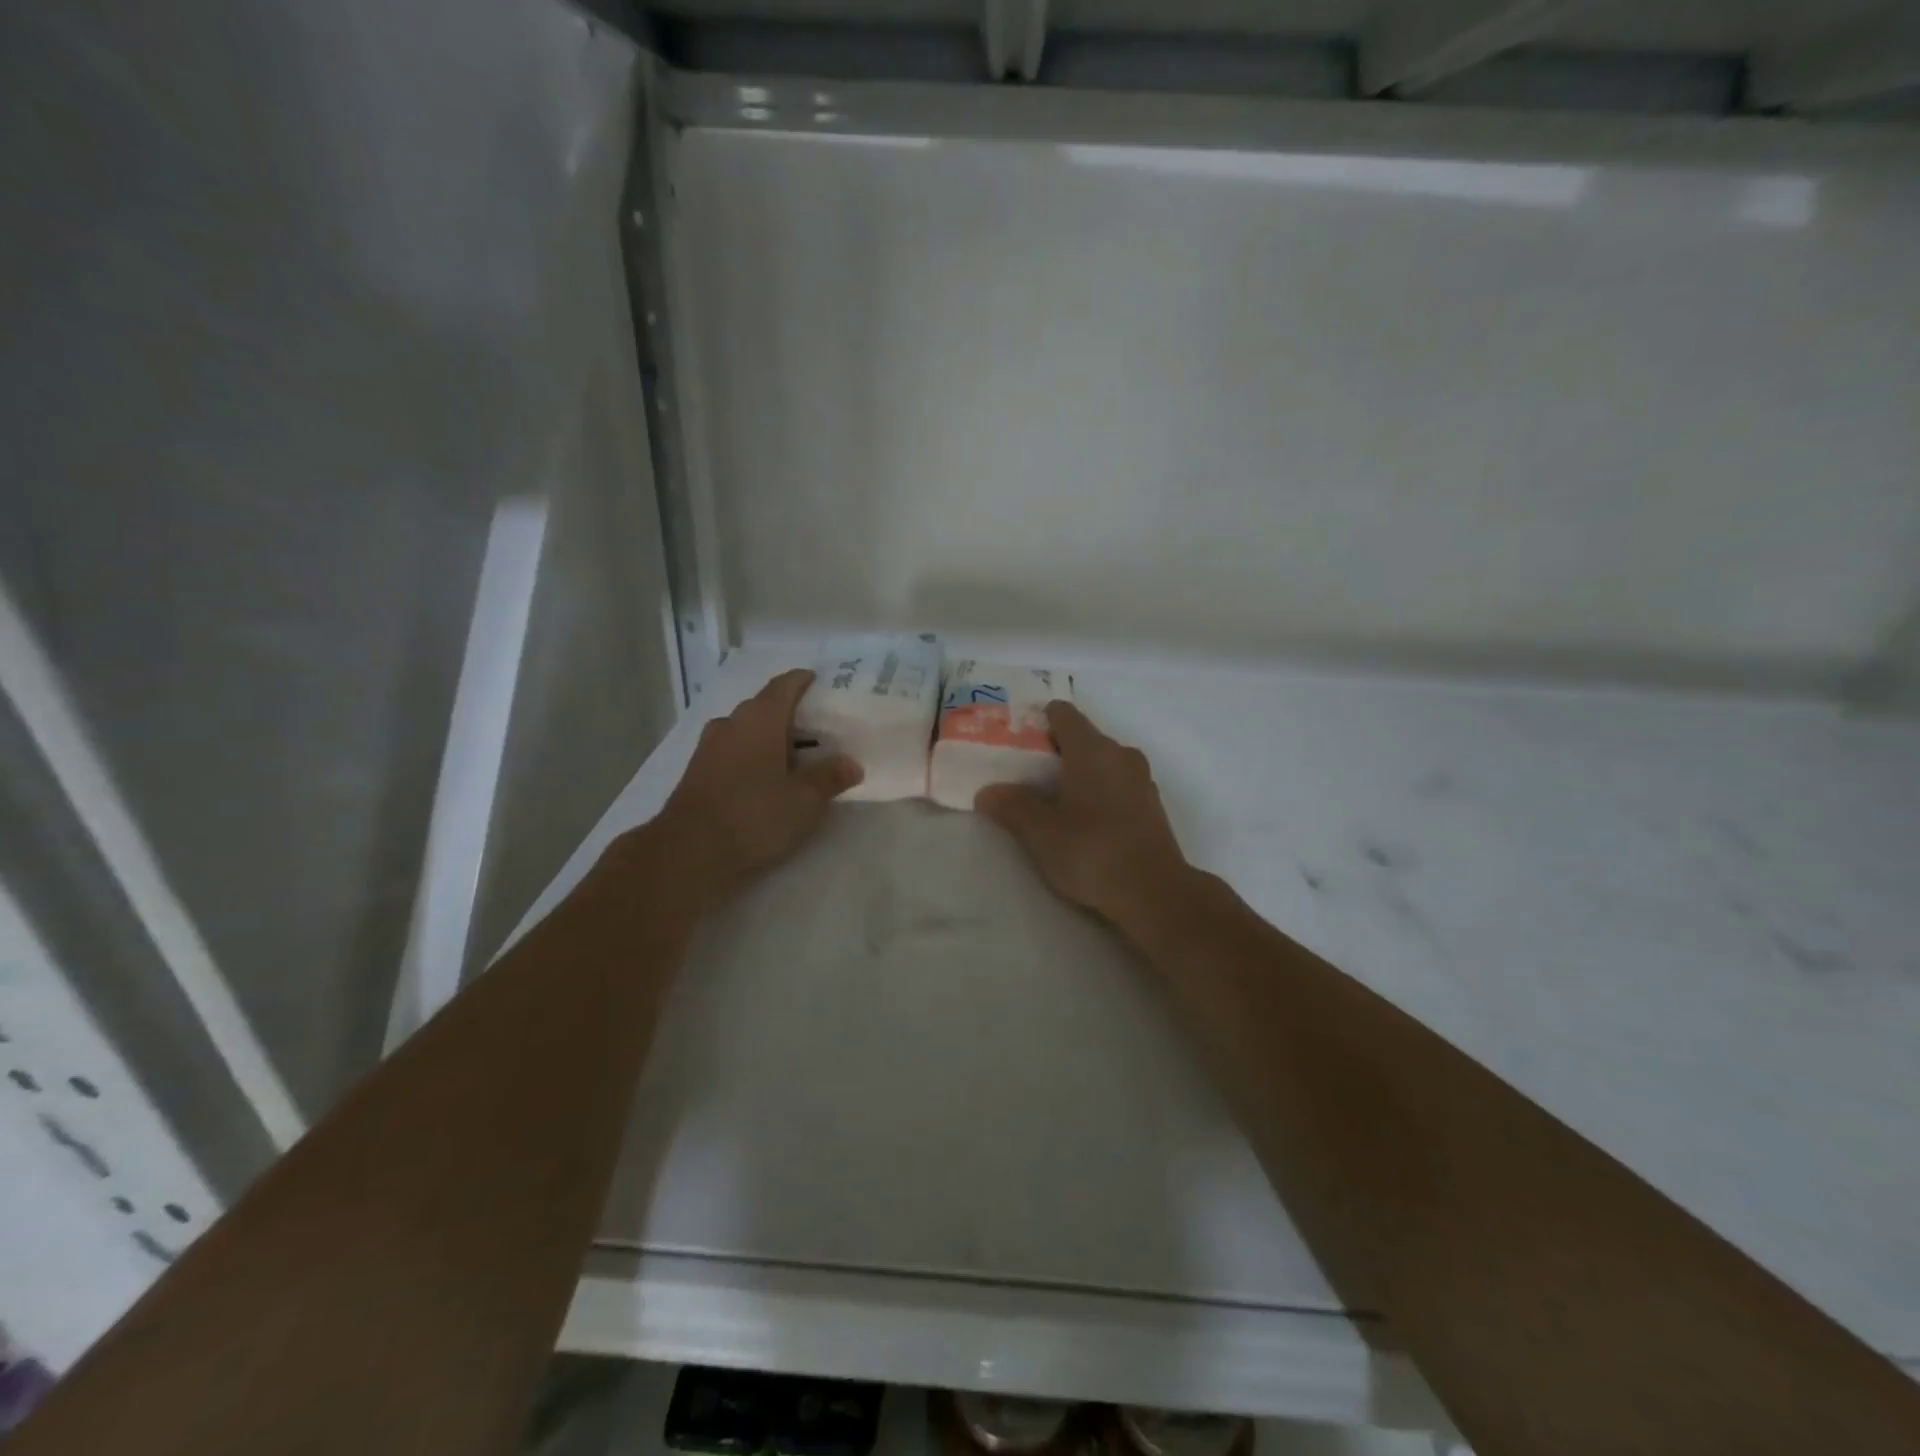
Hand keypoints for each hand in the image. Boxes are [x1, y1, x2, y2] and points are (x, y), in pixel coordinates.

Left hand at [654, 669, 861, 897]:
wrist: (690, 851)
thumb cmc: (755, 815)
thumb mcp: (804, 800)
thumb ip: (830, 777)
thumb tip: (851, 763)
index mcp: (760, 719)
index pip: (784, 685)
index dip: (802, 681)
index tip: (818, 681)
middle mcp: (731, 723)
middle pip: (763, 707)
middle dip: (788, 714)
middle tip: (816, 728)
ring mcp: (708, 747)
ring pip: (744, 730)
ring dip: (767, 737)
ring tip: (792, 755)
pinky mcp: (696, 772)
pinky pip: (731, 751)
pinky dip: (750, 756)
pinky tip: (763, 778)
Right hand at [975, 700, 1193, 930]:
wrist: (1155, 893)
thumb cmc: (1093, 852)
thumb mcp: (1041, 833)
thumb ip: (1013, 807)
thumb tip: (988, 793)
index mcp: (1094, 750)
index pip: (1064, 714)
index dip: (1038, 721)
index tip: (1017, 742)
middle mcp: (1121, 755)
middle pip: (1083, 738)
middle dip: (1055, 752)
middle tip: (1026, 777)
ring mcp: (1141, 781)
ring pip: (1102, 764)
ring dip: (1078, 775)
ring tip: (1052, 802)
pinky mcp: (1152, 808)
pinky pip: (1117, 786)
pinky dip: (1098, 793)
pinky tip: (1083, 822)